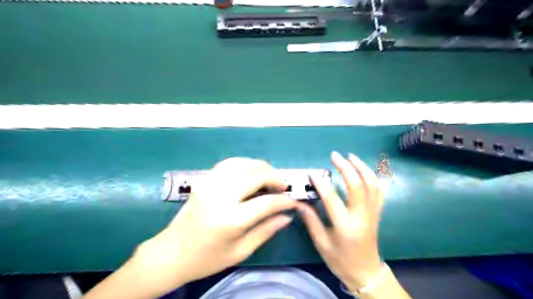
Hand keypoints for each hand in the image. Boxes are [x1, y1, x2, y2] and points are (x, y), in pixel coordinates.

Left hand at [128, 158, 295, 295]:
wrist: (171, 253)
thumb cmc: (207, 258)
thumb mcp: (241, 251)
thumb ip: (266, 230)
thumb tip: (287, 216)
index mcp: (231, 219)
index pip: (267, 203)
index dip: (284, 200)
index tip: (294, 201)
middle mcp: (221, 196)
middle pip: (255, 176)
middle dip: (275, 177)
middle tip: (283, 185)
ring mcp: (210, 185)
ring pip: (241, 163)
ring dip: (259, 166)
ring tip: (269, 174)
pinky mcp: (203, 181)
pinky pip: (227, 164)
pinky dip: (243, 163)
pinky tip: (249, 171)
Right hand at [299, 151, 384, 291]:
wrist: (366, 272)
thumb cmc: (341, 260)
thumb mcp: (322, 244)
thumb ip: (311, 222)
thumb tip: (299, 204)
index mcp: (345, 226)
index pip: (332, 199)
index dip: (321, 184)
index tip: (312, 174)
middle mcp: (361, 216)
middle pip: (357, 186)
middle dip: (346, 167)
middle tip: (335, 156)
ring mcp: (372, 213)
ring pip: (372, 185)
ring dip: (362, 167)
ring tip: (351, 156)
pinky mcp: (377, 213)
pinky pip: (378, 191)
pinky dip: (372, 177)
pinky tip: (364, 170)